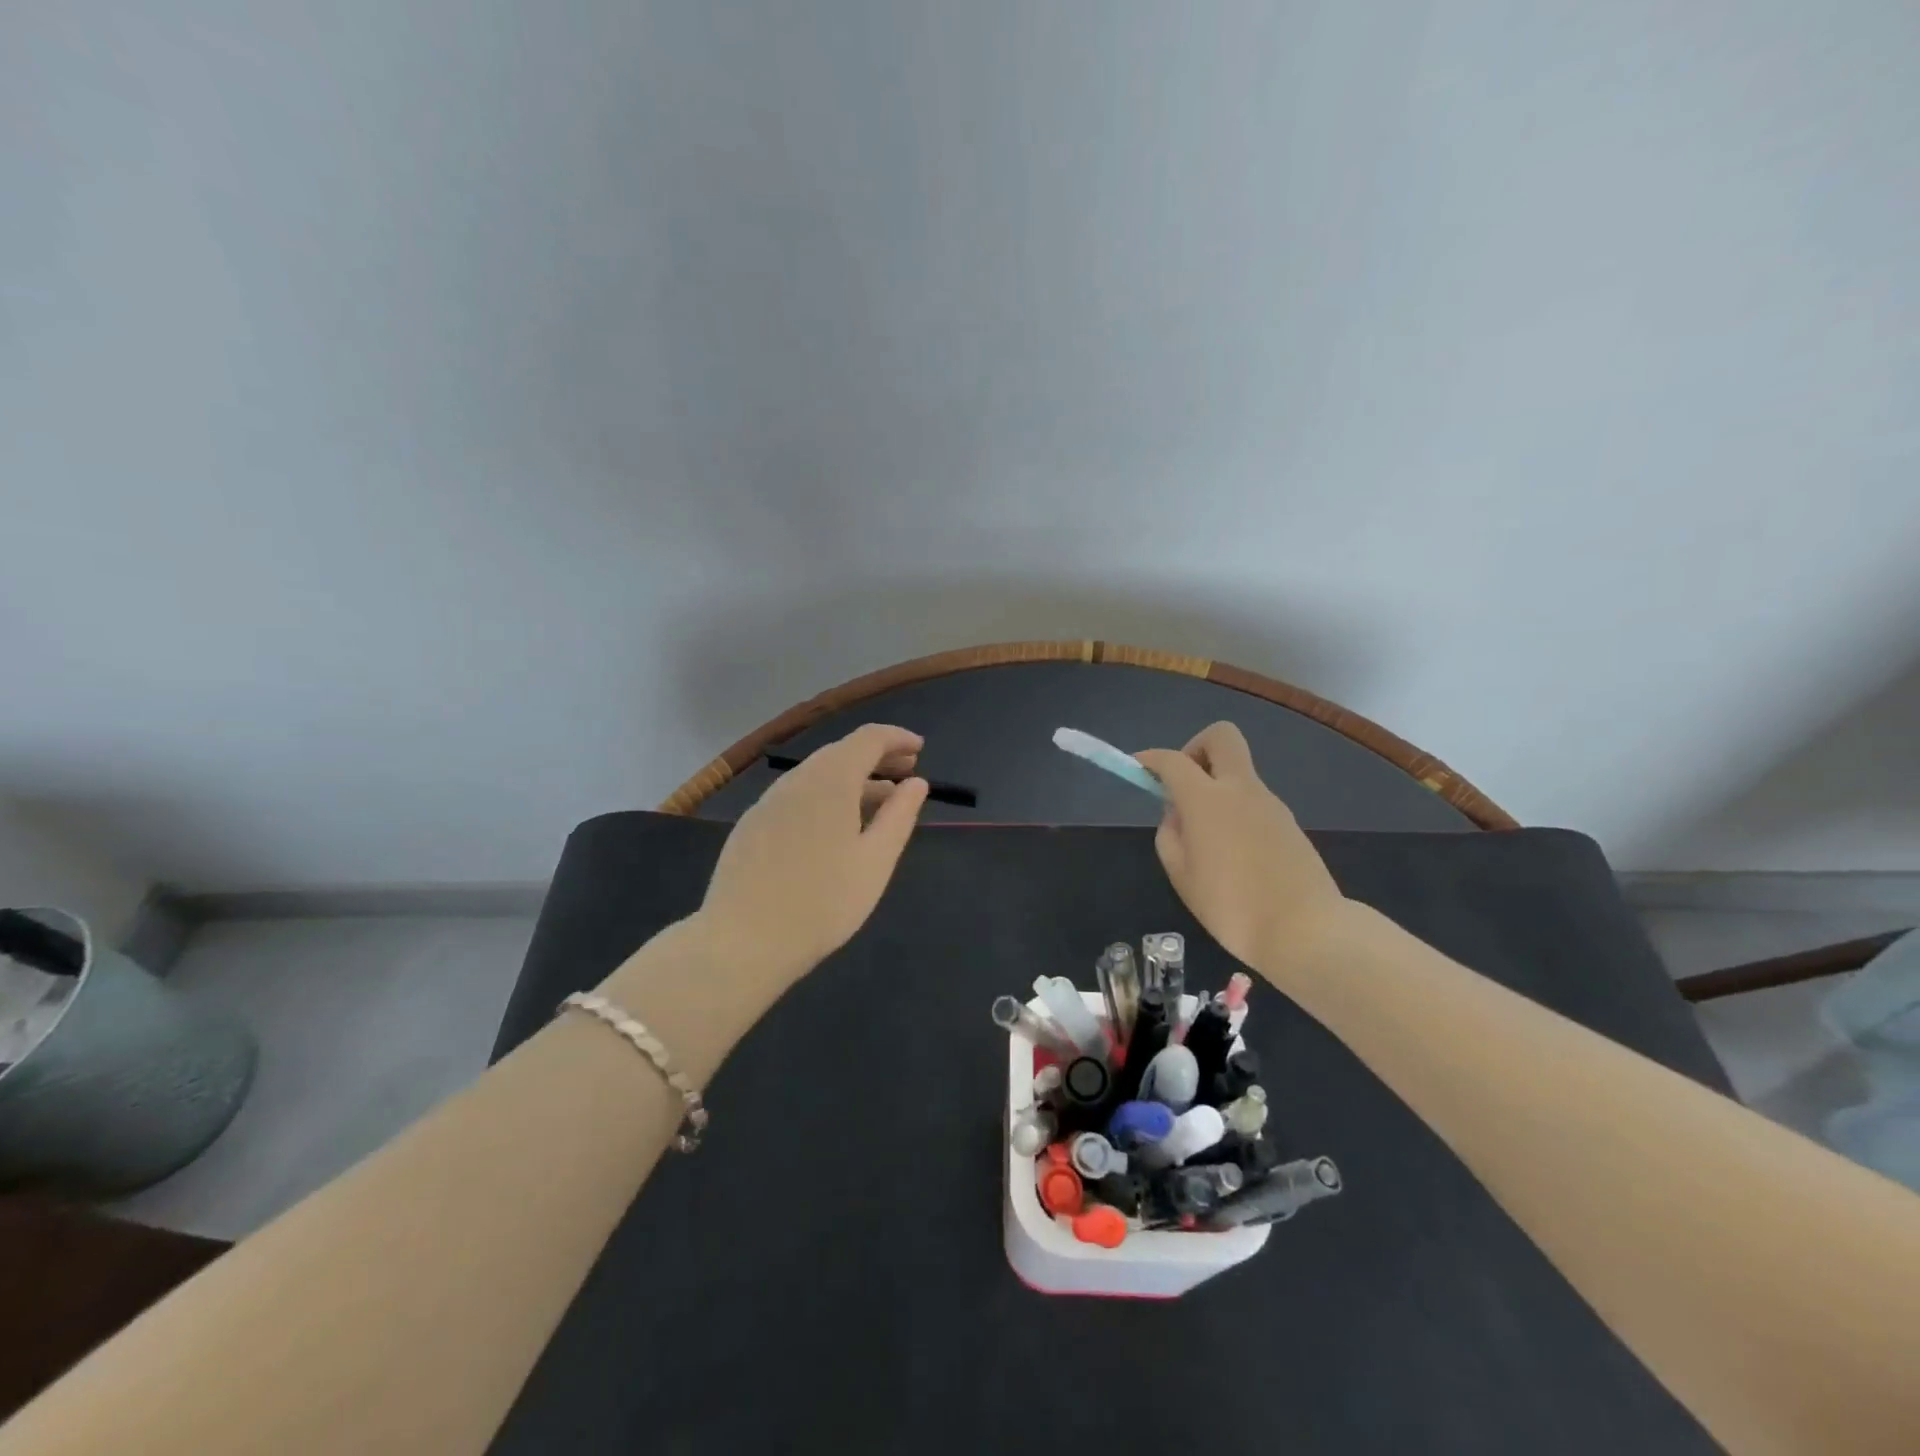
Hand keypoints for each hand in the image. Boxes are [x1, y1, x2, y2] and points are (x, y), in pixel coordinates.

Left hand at [694, 724, 929, 985]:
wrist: (742, 941)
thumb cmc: (822, 902)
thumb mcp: (875, 861)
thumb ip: (899, 816)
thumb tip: (916, 783)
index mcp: (830, 780)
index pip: (868, 738)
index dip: (897, 738)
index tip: (920, 749)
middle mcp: (796, 780)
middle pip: (841, 753)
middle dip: (876, 757)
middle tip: (906, 773)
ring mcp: (767, 803)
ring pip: (816, 776)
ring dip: (851, 780)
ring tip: (878, 802)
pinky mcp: (750, 827)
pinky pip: (796, 797)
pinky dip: (824, 798)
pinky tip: (833, 829)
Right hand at [1136, 722, 1349, 978]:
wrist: (1305, 930)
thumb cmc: (1231, 905)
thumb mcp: (1181, 874)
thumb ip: (1171, 835)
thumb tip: (1177, 814)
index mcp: (1207, 799)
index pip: (1173, 760)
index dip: (1151, 759)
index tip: (1138, 767)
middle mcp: (1241, 789)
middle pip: (1221, 737)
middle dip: (1195, 748)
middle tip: (1183, 785)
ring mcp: (1271, 804)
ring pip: (1238, 773)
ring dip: (1216, 787)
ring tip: (1205, 838)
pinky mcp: (1289, 823)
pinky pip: (1254, 801)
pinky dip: (1236, 811)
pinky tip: (1233, 853)